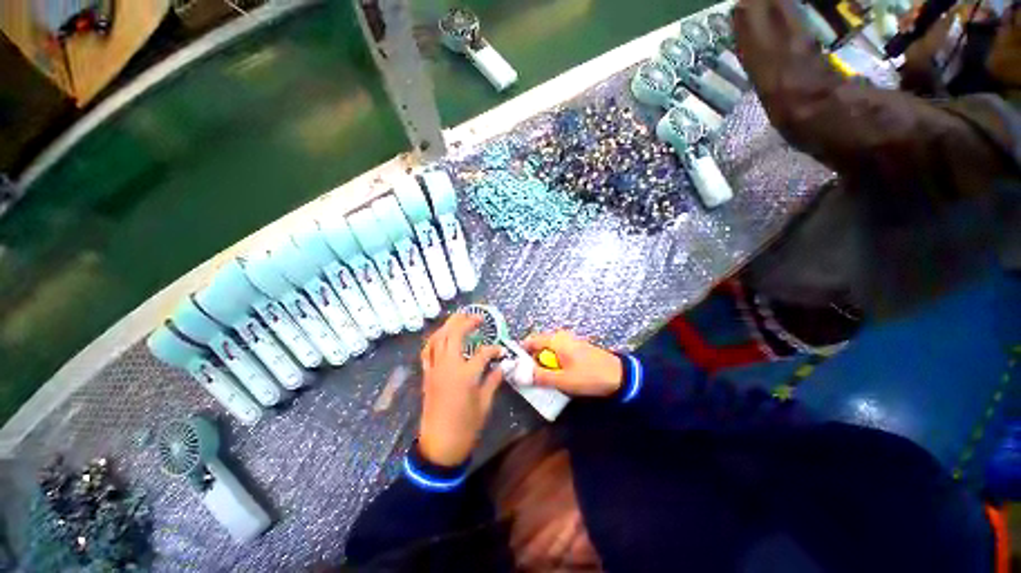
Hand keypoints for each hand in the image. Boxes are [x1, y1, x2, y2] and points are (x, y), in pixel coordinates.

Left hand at [418, 314, 503, 466]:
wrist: (440, 446)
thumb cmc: (466, 427)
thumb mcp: (484, 404)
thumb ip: (493, 381)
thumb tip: (501, 367)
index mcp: (465, 375)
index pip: (483, 353)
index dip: (494, 350)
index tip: (501, 351)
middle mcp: (448, 366)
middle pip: (454, 335)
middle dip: (466, 321)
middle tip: (478, 317)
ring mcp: (434, 369)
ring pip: (438, 338)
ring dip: (448, 325)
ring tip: (460, 319)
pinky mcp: (427, 375)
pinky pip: (428, 351)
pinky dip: (435, 339)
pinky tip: (441, 336)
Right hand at [521, 331, 621, 396]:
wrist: (620, 376)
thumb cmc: (589, 376)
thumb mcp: (562, 380)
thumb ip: (539, 377)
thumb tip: (518, 375)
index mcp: (556, 339)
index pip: (530, 341)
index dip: (520, 354)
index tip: (516, 369)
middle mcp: (560, 336)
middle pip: (538, 347)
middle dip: (532, 362)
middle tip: (531, 379)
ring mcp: (569, 341)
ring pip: (547, 352)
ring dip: (544, 365)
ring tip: (545, 381)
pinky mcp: (575, 349)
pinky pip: (557, 354)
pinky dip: (553, 364)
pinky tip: (558, 377)